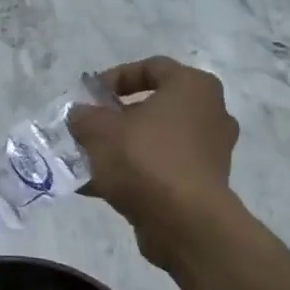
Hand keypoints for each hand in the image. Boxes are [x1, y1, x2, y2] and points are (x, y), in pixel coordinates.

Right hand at [68, 57, 240, 267]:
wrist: (185, 222)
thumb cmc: (146, 159)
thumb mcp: (100, 130)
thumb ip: (84, 116)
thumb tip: (80, 115)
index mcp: (193, 87)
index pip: (152, 67)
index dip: (116, 77)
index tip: (90, 96)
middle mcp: (209, 114)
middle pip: (153, 106)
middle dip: (115, 118)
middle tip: (88, 128)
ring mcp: (209, 152)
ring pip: (155, 141)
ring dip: (121, 148)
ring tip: (85, 160)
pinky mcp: (202, 184)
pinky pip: (161, 169)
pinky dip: (133, 174)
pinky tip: (96, 187)